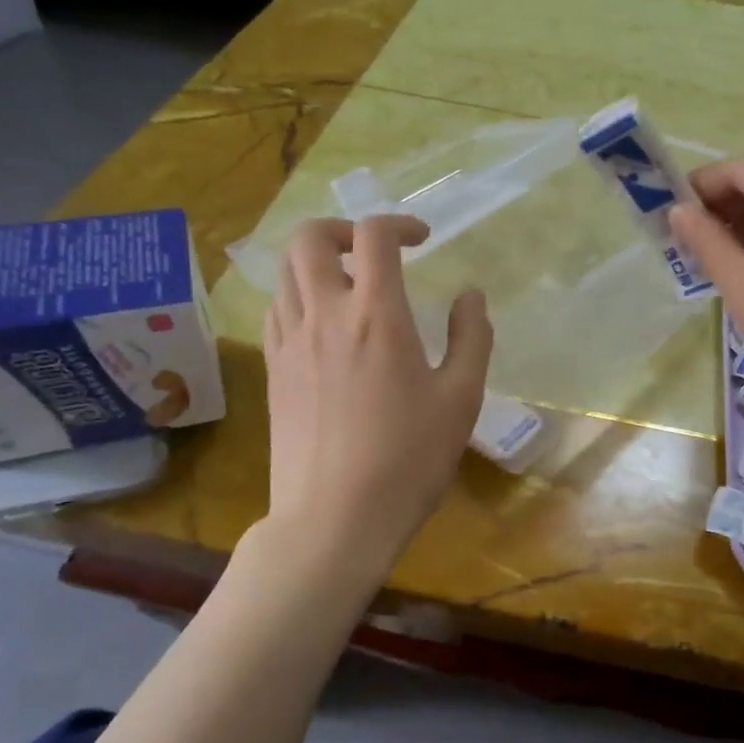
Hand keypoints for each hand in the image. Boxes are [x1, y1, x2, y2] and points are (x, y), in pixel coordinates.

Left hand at [262, 216, 491, 576]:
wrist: (335, 519)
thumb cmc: (408, 459)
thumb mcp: (460, 399)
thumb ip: (471, 338)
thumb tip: (469, 296)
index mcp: (376, 315)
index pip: (374, 235)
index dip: (399, 223)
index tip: (422, 240)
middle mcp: (324, 315)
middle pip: (309, 237)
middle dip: (342, 229)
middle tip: (372, 252)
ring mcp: (289, 342)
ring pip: (285, 272)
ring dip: (316, 261)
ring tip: (348, 285)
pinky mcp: (272, 371)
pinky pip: (277, 310)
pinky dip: (298, 297)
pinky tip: (323, 326)